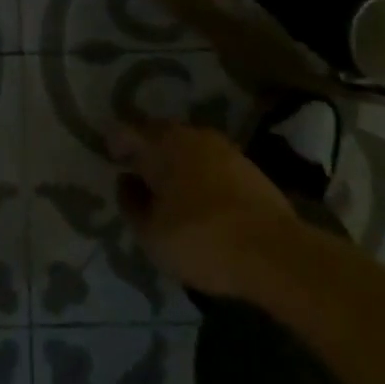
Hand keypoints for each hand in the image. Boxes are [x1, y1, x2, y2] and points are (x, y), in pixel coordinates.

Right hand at [111, 119, 294, 301]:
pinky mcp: (248, 166)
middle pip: (159, 134)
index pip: (126, 131)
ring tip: (169, 188)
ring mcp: (222, 147)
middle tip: (137, 172)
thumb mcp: (151, 234)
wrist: (274, 252)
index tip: (110, 159)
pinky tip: (200, 197)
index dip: (114, 144)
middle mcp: (190, 134)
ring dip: (175, 161)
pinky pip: (211, 162)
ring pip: (187, 146)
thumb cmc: (200, 239)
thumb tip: (126, 181)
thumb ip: (132, 204)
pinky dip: (200, 173)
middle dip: (146, 149)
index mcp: (160, 143)